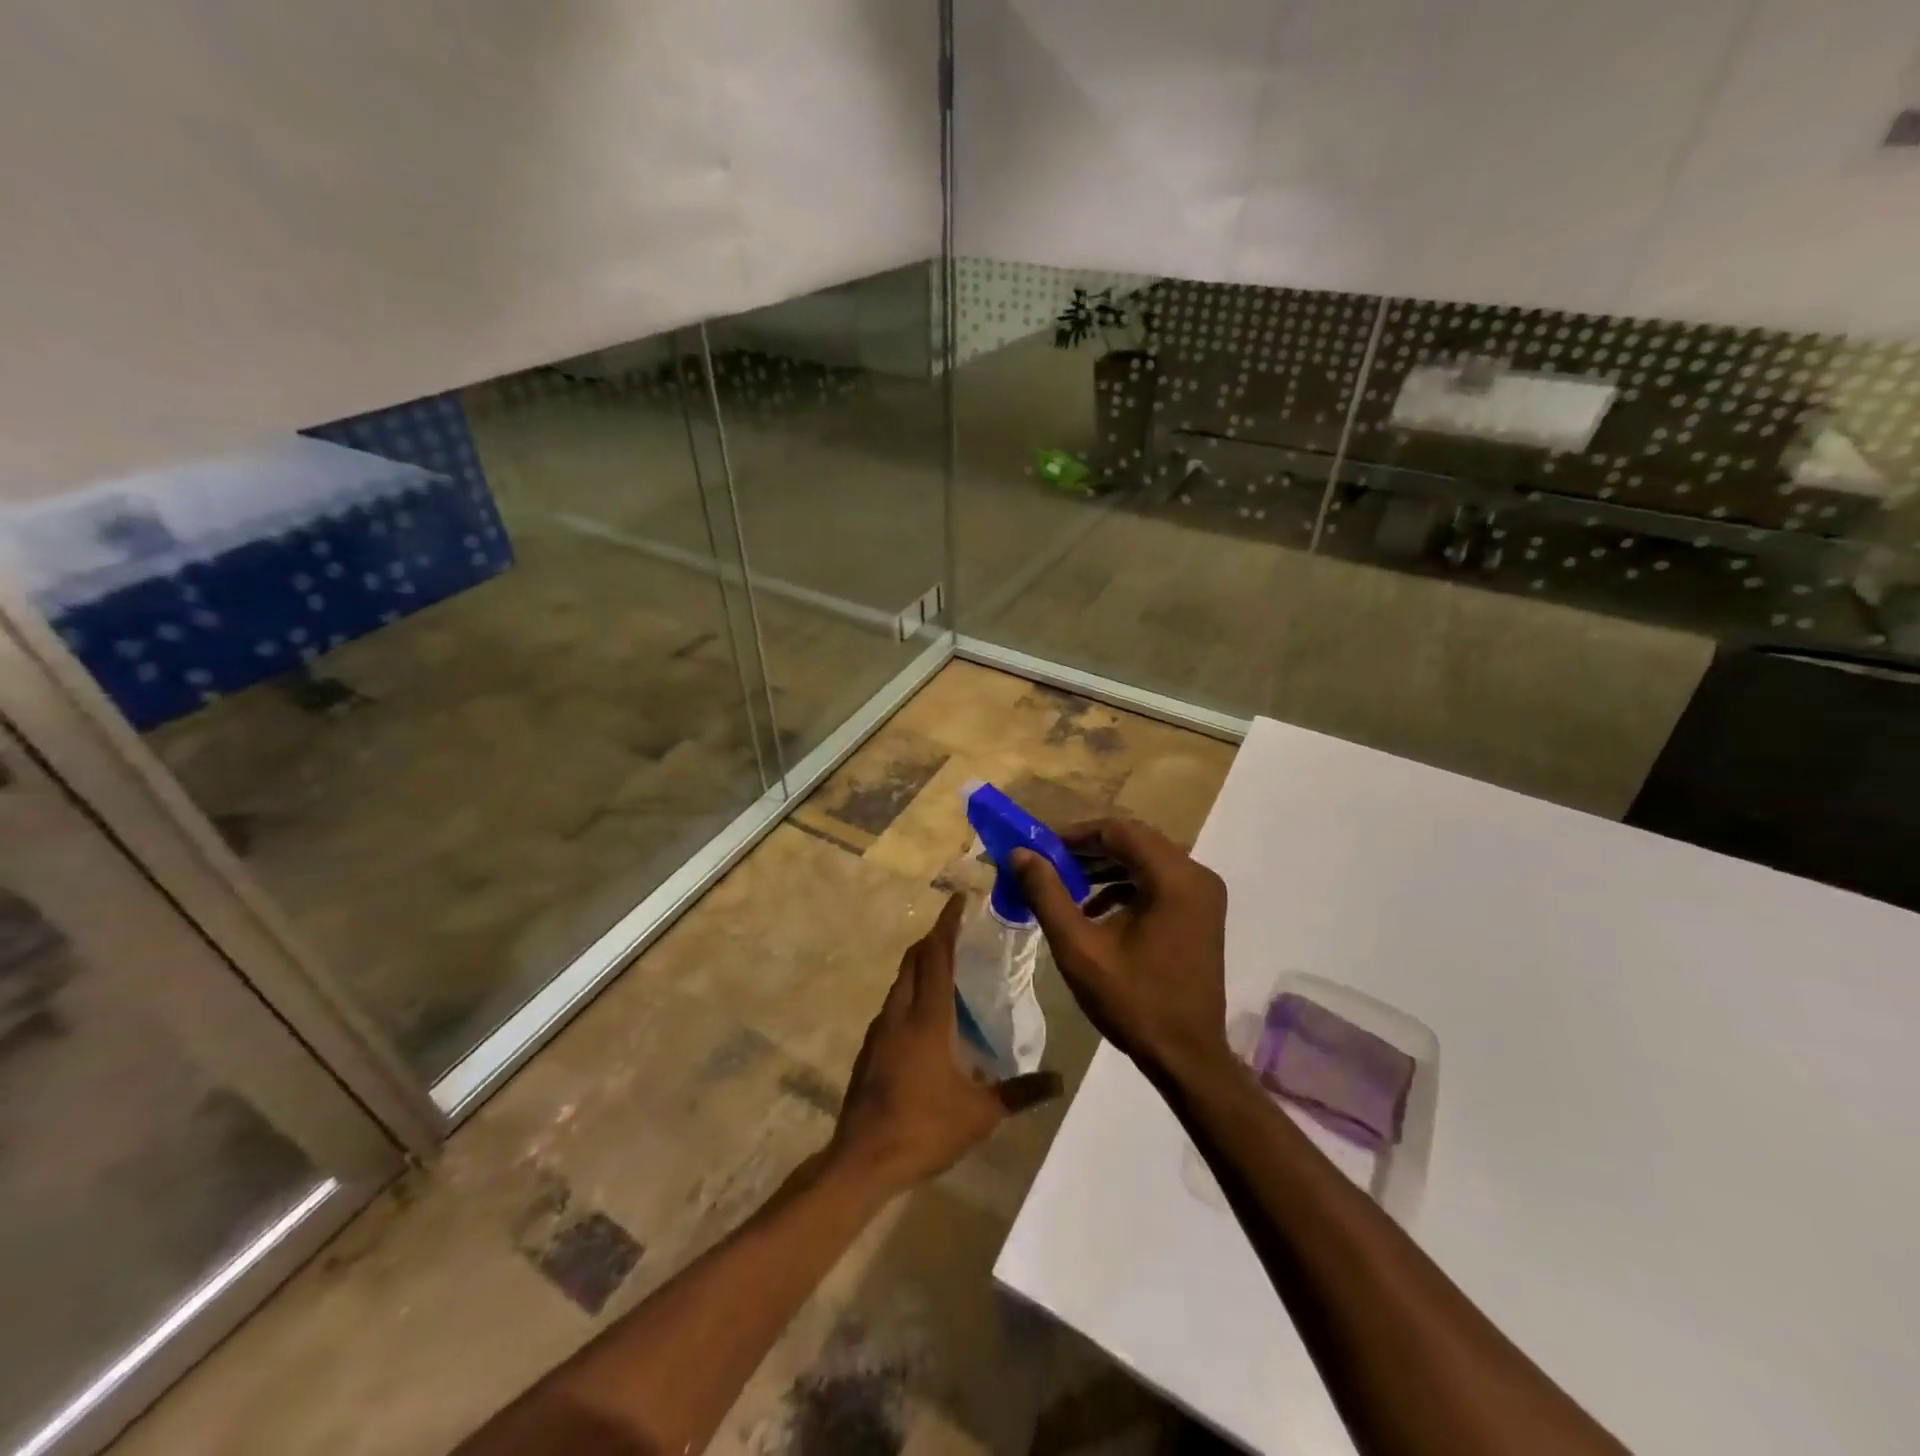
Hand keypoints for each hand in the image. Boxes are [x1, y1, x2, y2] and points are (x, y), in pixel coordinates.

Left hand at [829, 893, 1060, 1194]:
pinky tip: (925, 1016)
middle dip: (933, 939)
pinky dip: (910, 993)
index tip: (958, 899)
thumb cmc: (924, 1129)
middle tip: (957, 930)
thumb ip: (1020, 1093)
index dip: (947, 925)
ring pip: (900, 983)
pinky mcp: (870, 1051)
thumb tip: (1058, 1081)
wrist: (862, 1160)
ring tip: (945, 967)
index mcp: (927, 1018)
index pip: (937, 956)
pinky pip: (893, 1006)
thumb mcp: (980, 1114)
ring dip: (920, 966)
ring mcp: (880, 1032)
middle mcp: (900, 1014)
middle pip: (914, 961)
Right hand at [1012, 818, 1229, 1080]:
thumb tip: (1020, 853)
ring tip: (1065, 881)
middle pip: (1134, 841)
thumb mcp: (1079, 948)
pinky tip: (1094, 909)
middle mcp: (1196, 875)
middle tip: (1048, 862)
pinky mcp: (1200, 913)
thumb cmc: (1133, 1002)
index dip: (1075, 834)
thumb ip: (1047, 895)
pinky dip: (1125, 886)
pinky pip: (1158, 881)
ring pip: (1146, 860)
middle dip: (1088, 848)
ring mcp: (1203, 895)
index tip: (1040, 846)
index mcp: (1174, 877)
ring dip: (1105, 866)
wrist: (1187, 1058)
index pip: (1118, 831)